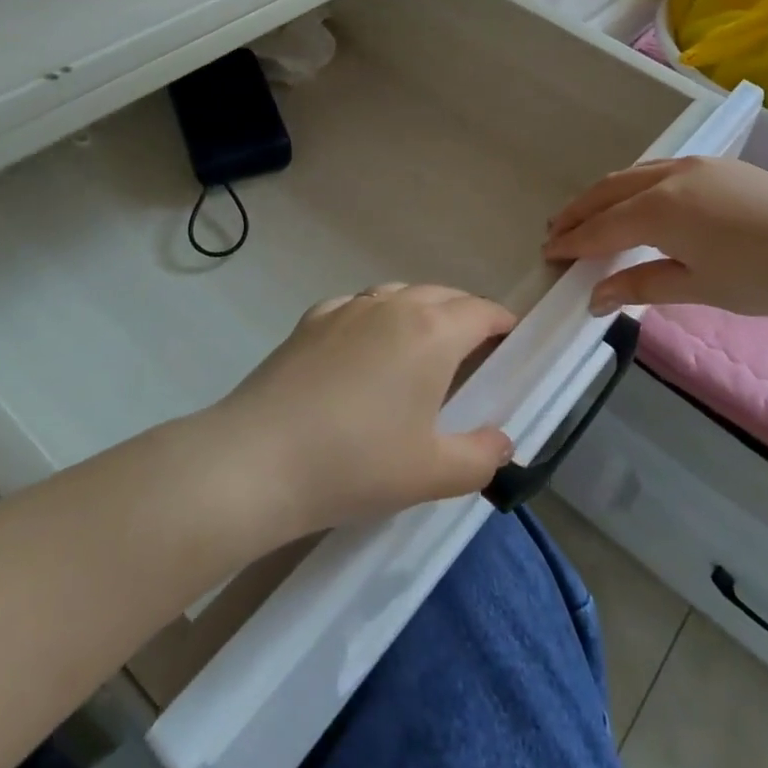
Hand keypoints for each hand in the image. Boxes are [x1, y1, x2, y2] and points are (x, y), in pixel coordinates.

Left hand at [213, 285, 517, 536]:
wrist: (256, 461)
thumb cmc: (356, 463)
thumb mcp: (431, 473)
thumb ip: (481, 457)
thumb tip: (503, 443)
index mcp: (432, 332)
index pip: (481, 312)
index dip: (502, 323)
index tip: (511, 340)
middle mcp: (393, 306)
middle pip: (443, 295)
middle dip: (466, 314)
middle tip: (473, 349)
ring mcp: (348, 308)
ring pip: (399, 294)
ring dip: (421, 310)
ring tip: (421, 345)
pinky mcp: (311, 321)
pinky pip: (359, 305)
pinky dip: (376, 317)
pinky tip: (364, 348)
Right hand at [544, 157, 767, 321]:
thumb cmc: (764, 279)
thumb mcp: (697, 286)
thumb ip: (641, 285)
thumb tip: (594, 297)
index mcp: (659, 209)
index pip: (601, 227)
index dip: (572, 241)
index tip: (548, 253)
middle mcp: (670, 176)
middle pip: (609, 190)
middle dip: (579, 211)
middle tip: (556, 230)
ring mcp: (697, 165)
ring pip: (635, 174)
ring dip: (605, 194)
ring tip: (588, 214)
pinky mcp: (720, 165)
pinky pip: (661, 170)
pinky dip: (636, 185)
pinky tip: (638, 201)